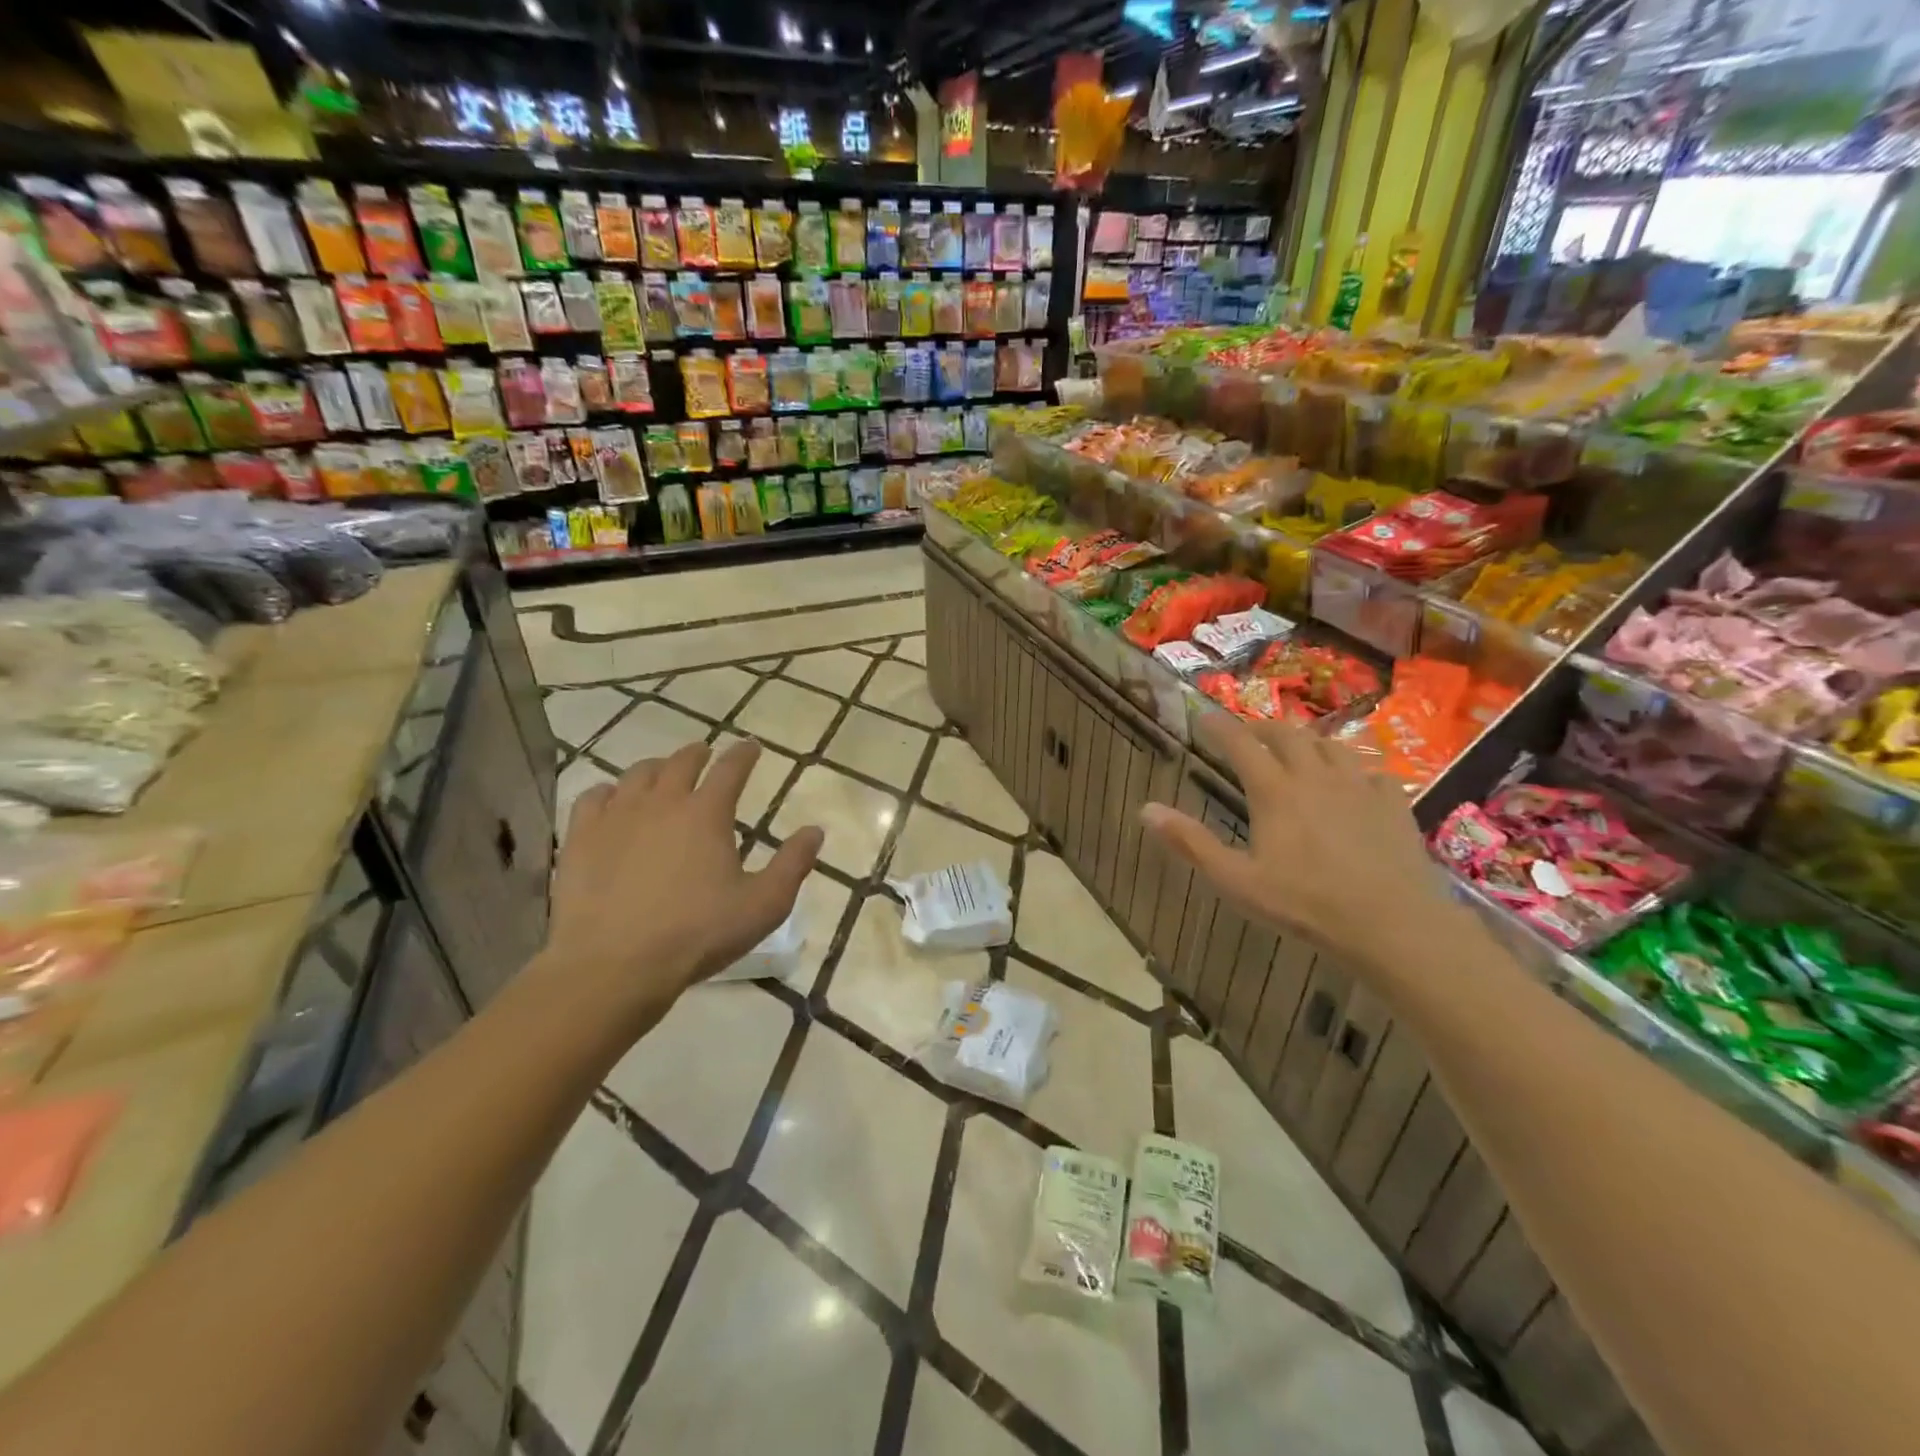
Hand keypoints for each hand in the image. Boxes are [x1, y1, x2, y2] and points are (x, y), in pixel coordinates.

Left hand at [542, 740, 822, 1032]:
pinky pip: (593, 797)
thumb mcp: (763, 905)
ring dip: (656, 768)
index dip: (744, 754)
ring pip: (637, 774)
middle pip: (681, 762)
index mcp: (707, 813)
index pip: (731, 769)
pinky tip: (611, 801)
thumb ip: (793, 864)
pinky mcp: (580, 838)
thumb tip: (815, 831)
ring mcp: (616, 817)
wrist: (614, 965)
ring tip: (662, 774)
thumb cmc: (697, 934)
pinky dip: (608, 792)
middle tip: (705, 754)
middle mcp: (662, 802)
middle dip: (698, 754)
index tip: (751, 746)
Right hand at [1141, 716, 1470, 984]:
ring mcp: (1359, 786)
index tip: (1203, 716)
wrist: (1392, 924)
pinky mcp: (1393, 802)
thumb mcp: (1237, 881)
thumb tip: (1145, 809)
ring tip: (1297, 751)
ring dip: (1307, 741)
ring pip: (1330, 745)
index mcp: (1275, 791)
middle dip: (1262, 728)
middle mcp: (1315, 776)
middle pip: (1287, 735)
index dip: (1219, 726)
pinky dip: (1353, 767)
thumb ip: (1191, 843)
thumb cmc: (1305, 905)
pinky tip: (1353, 781)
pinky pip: (1371, 769)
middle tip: (1248, 736)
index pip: (1240, 743)